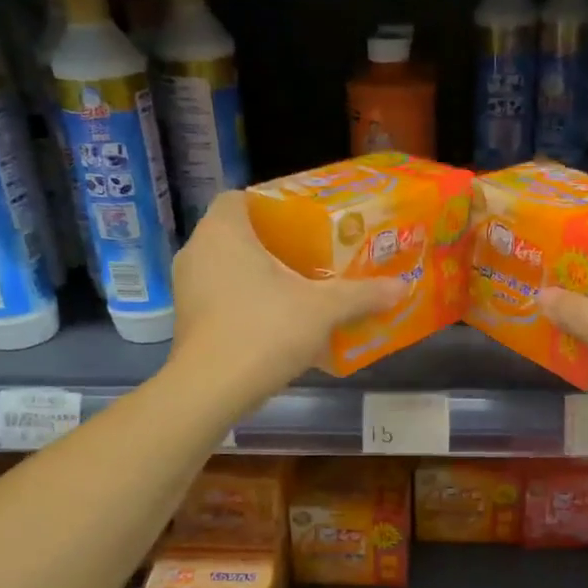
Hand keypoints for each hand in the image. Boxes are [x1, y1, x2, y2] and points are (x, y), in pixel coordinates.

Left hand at [169, 191, 397, 403]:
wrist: (212, 389)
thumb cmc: (265, 329)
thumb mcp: (323, 309)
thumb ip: (361, 294)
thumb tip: (401, 287)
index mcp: (223, 231)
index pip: (240, 198)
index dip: (271, 205)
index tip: (303, 222)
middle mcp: (197, 251)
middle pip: (237, 234)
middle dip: (273, 243)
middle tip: (311, 254)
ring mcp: (187, 288)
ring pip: (227, 268)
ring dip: (258, 275)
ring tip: (298, 287)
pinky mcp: (187, 320)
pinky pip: (221, 297)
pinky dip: (246, 302)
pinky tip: (277, 321)